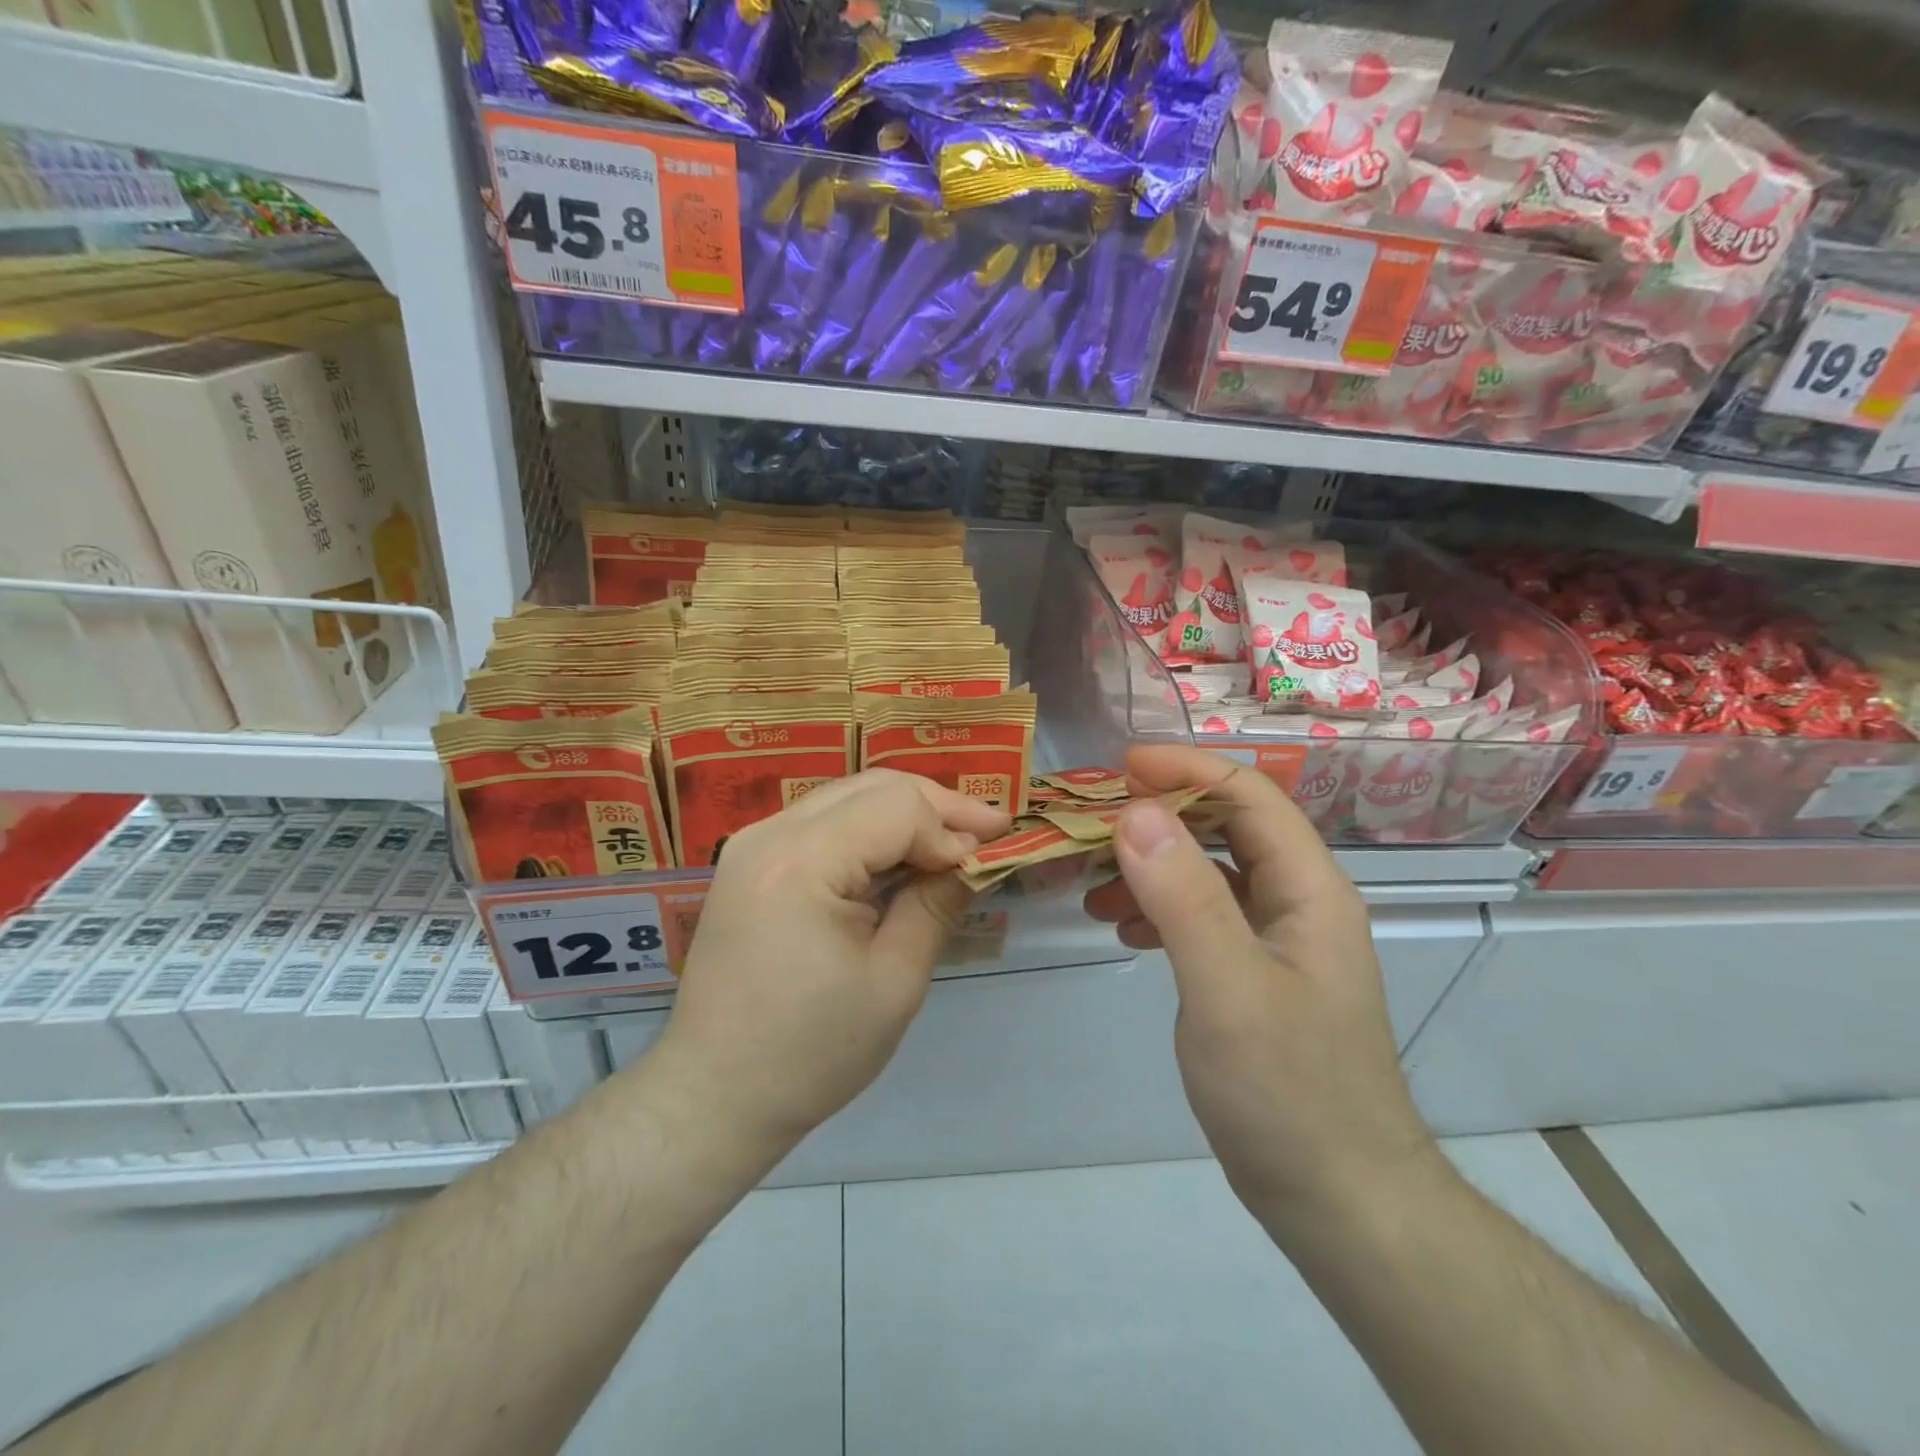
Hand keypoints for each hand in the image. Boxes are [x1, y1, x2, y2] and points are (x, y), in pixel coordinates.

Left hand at [654, 770, 1010, 1152]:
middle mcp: (768, 834)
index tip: (991, 854)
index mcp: (799, 861)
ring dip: (905, 813)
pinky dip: (870, 830)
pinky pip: (823, 822)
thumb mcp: (893, 982)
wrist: (714, 1094)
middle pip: (871, 787)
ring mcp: (752, 844)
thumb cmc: (810, 1052)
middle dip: (936, 805)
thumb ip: (935, 905)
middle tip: (988, 831)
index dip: (951, 824)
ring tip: (954, 840)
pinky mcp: (751, 862)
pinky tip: (902, 855)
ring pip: (848, 796)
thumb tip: (972, 857)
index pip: (896, 807)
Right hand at [1084, 745, 1440, 1222]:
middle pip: (1226, 826)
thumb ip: (1184, 896)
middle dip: (1159, 814)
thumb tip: (1136, 813)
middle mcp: (1297, 900)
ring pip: (1209, 871)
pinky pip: (1202, 915)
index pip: (1249, 795)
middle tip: (1092, 820)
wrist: (1338, 1198)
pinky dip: (1159, 908)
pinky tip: (1123, 927)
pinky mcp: (1254, 972)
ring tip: (1092, 884)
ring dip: (1151, 864)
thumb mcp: (1227, 988)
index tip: (1120, 765)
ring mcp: (1276, 938)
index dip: (1186, 769)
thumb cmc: (1287, 1090)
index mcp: (1308, 888)